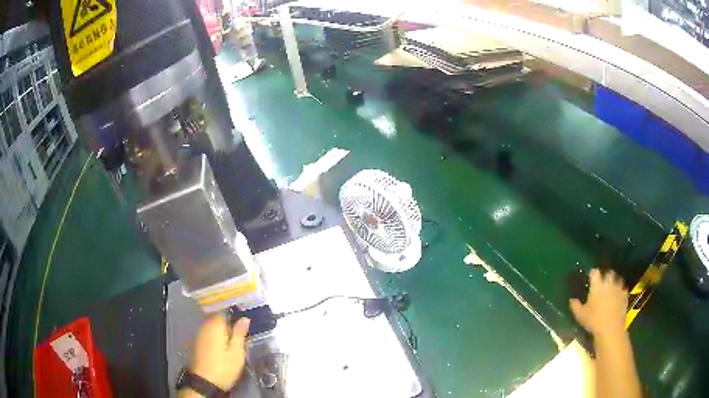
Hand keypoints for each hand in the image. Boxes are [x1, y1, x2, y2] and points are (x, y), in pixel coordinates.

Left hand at [189, 313, 249, 390]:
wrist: (204, 382)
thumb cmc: (223, 367)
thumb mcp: (237, 352)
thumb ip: (240, 334)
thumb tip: (244, 319)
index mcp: (215, 325)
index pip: (225, 312)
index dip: (236, 316)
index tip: (245, 325)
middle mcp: (205, 326)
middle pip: (218, 320)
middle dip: (229, 325)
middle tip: (242, 337)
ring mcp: (199, 335)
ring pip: (213, 328)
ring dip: (223, 333)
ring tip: (234, 344)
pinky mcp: (197, 344)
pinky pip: (209, 335)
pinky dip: (217, 338)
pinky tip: (223, 348)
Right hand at [570, 268, 627, 337]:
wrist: (610, 329)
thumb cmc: (594, 321)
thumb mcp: (581, 315)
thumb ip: (576, 306)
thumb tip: (571, 300)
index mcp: (597, 286)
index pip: (595, 272)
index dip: (592, 273)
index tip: (590, 277)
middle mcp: (609, 283)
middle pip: (609, 273)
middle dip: (606, 276)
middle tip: (602, 283)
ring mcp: (618, 289)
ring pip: (618, 279)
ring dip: (614, 282)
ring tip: (611, 289)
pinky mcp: (624, 296)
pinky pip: (623, 290)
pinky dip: (620, 292)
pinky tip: (617, 297)